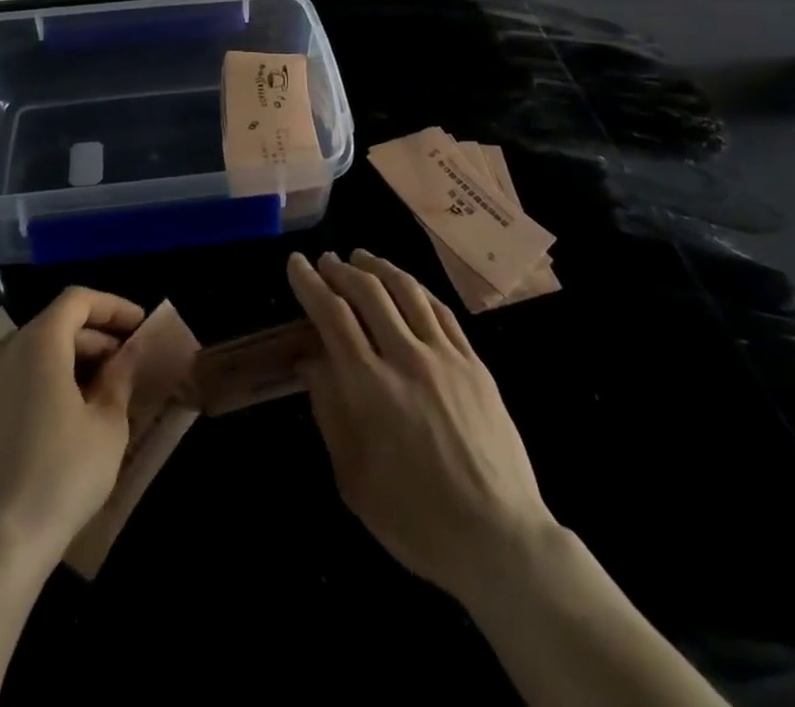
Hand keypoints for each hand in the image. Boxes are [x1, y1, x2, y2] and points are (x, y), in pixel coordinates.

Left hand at [0, 287, 145, 573]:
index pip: (77, 300)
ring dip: (59, 360)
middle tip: (121, 366)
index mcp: (37, 343)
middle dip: (91, 338)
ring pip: (23, 353)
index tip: (138, 326)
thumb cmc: (57, 480)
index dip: (112, 307)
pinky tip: (40, 414)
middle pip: (51, 325)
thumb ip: (119, 378)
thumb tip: (129, 350)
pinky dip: (26, 382)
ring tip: (87, 393)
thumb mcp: (107, 427)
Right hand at [287, 250, 556, 604]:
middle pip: (368, 292)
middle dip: (341, 269)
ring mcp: (445, 356)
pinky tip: (407, 285)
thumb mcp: (353, 477)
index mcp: (369, 388)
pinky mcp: (474, 362)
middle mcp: (406, 358)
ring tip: (362, 257)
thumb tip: (310, 360)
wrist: (497, 538)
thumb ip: (329, 410)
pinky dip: (417, 289)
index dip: (310, 284)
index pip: (332, 316)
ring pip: (407, 290)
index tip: (296, 263)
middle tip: (326, 260)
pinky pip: (441, 310)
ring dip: (379, 267)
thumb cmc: (414, 518)